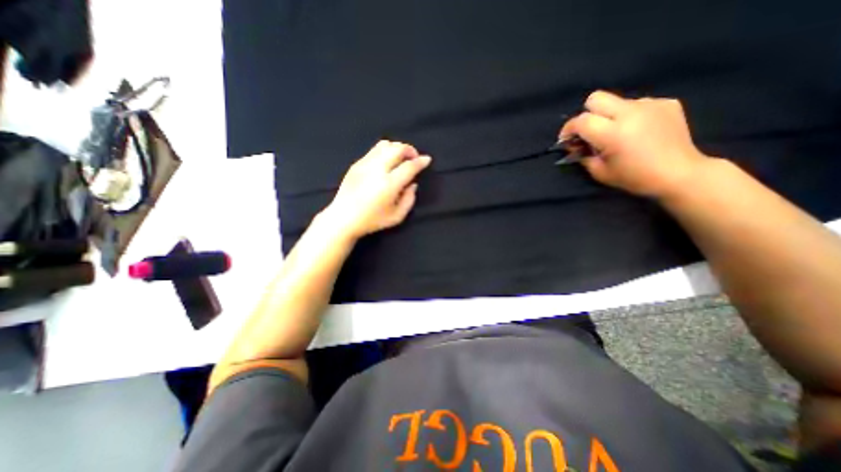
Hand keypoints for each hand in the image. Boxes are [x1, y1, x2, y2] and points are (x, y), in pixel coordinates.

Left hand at [318, 140, 429, 239]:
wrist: (343, 218)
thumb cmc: (372, 220)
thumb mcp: (397, 217)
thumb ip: (409, 200)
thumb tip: (413, 184)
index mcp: (389, 184)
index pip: (409, 166)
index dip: (420, 161)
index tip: (427, 159)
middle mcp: (377, 170)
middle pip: (397, 148)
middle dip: (410, 150)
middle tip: (414, 158)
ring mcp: (365, 164)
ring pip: (385, 145)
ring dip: (397, 148)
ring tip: (400, 157)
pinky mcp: (356, 164)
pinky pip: (374, 150)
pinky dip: (385, 151)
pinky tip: (386, 162)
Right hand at [560, 91, 711, 198]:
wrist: (679, 174)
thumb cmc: (634, 178)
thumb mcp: (599, 172)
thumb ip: (583, 155)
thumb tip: (575, 145)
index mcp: (613, 133)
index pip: (581, 120)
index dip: (568, 129)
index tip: (566, 140)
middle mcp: (630, 113)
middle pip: (596, 98)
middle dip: (587, 114)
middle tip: (590, 131)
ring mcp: (651, 104)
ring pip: (616, 101)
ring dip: (609, 115)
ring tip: (618, 133)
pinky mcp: (666, 102)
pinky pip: (637, 104)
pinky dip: (630, 116)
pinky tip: (638, 130)